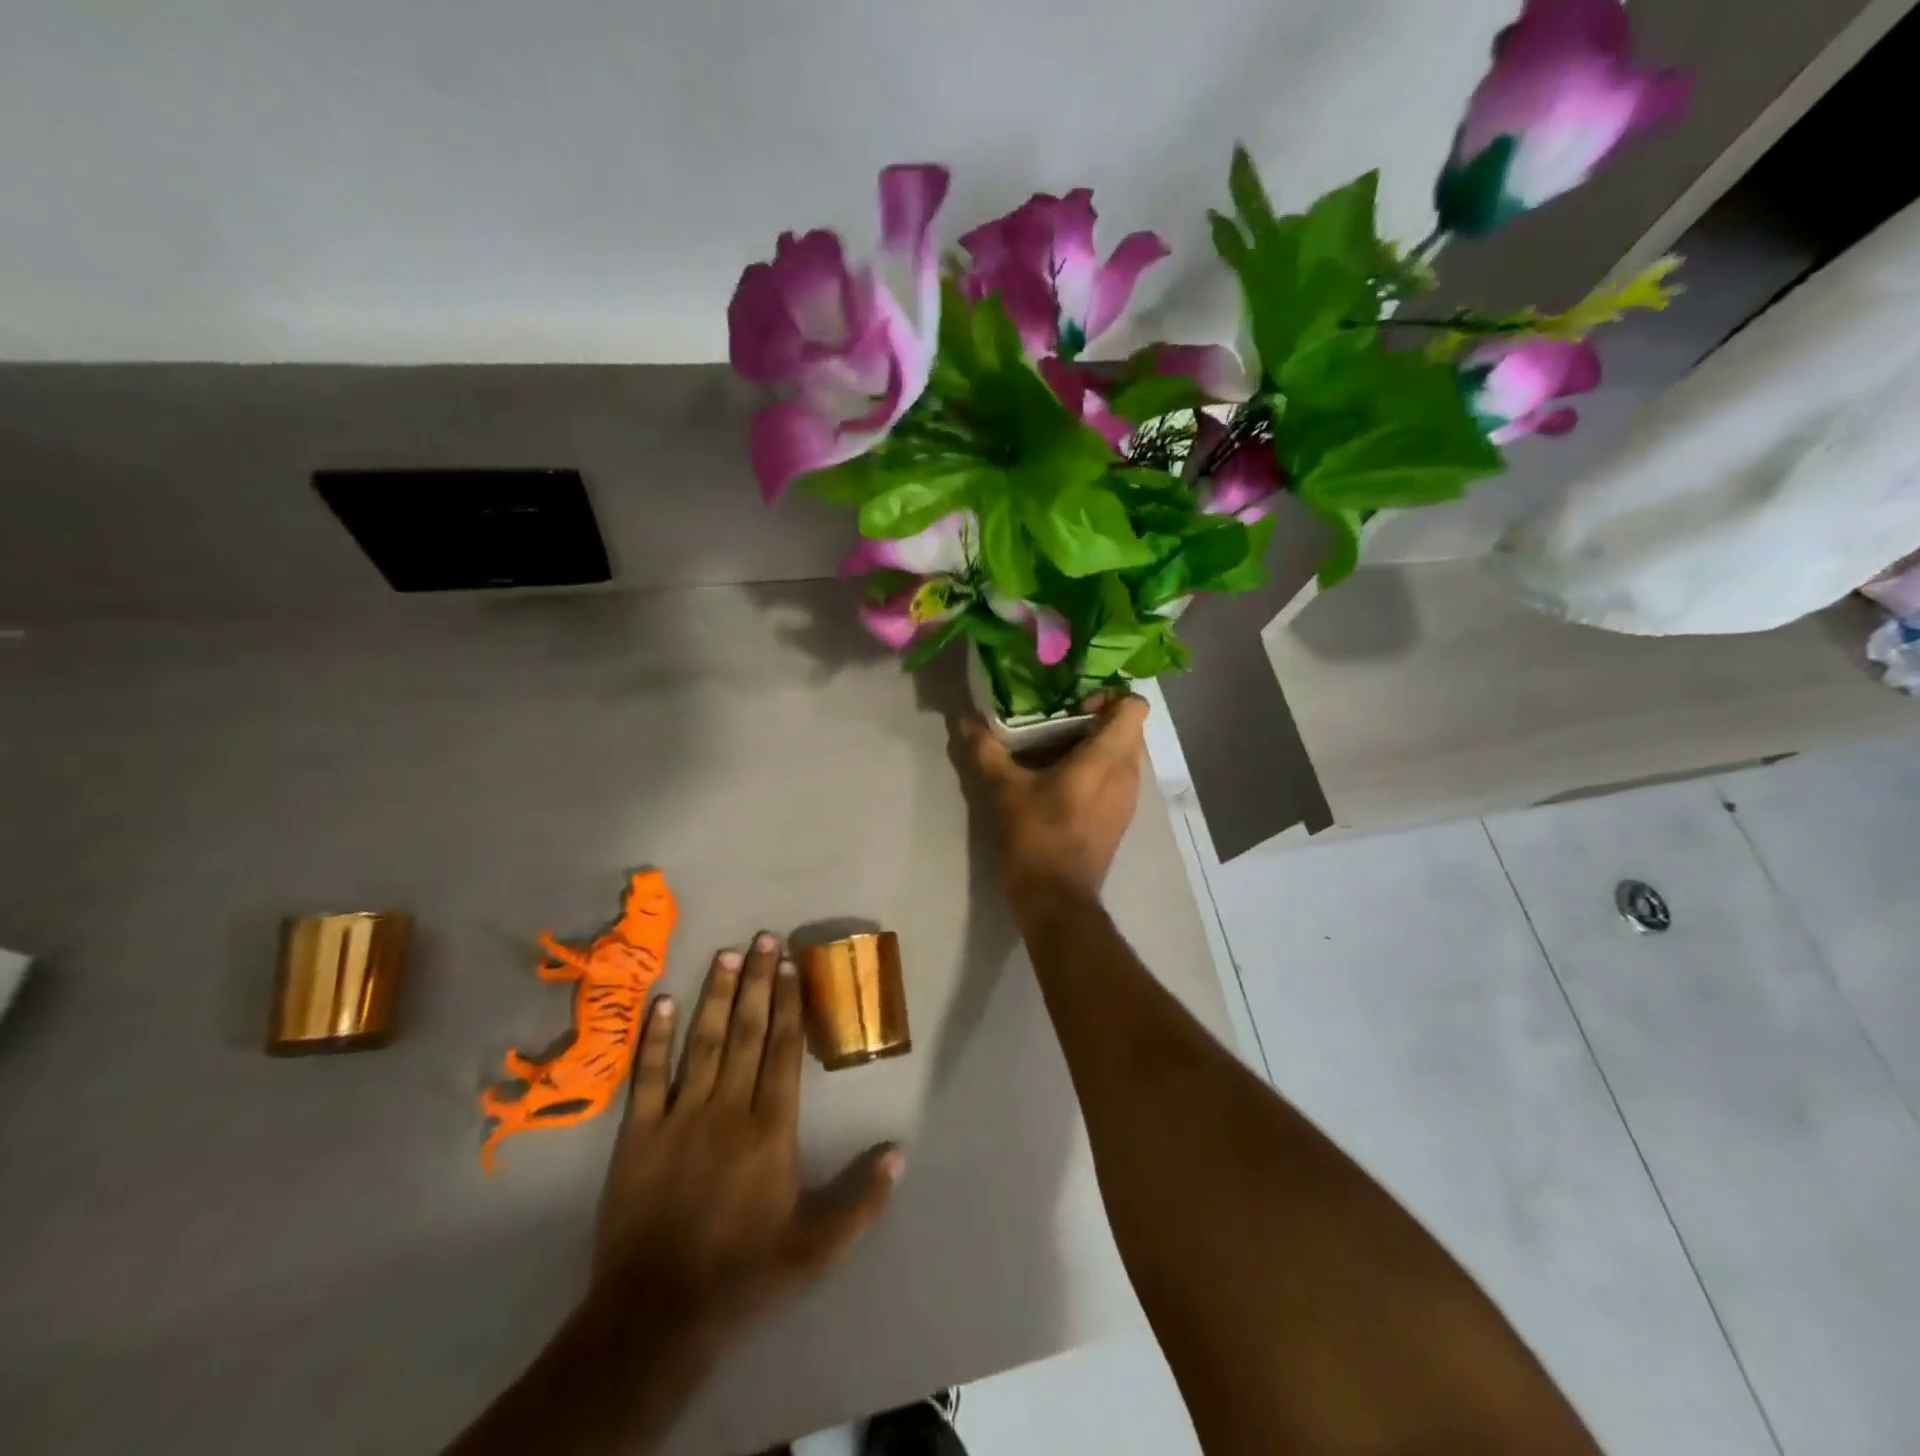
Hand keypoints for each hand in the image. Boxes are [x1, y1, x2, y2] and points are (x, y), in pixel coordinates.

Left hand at [589, 934, 902, 1341]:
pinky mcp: (638, 1135)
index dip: (789, 1002)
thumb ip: (862, 1200)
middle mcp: (728, 1109)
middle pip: (748, 1032)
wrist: (656, 1317)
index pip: (783, 1050)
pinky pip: (648, 1076)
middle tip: (764, 938)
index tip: (791, 964)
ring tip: (726, 955)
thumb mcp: (817, 1249)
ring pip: (703, 1042)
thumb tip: (899, 1151)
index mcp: (771, 1129)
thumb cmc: (745, 1274)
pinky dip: (654, 1038)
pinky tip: (662, 1002)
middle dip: (758, 981)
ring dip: (716, 996)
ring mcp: (680, 1118)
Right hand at [960, 694, 1150, 902]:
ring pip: (1124, 755)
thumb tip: (966, 720)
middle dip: (1098, 720)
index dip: (1109, 696)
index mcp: (1107, 758)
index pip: (1135, 706)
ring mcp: (1129, 799)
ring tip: (1056, 754)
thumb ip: (987, 749)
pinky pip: (1118, 779)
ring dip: (1097, 747)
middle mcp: (1128, 774)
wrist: (1056, 898)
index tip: (1074, 706)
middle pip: (1129, 729)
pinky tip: (1062, 784)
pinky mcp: (1121, 819)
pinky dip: (1098, 771)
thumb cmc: (1037, 836)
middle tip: (1057, 725)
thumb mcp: (1005, 789)